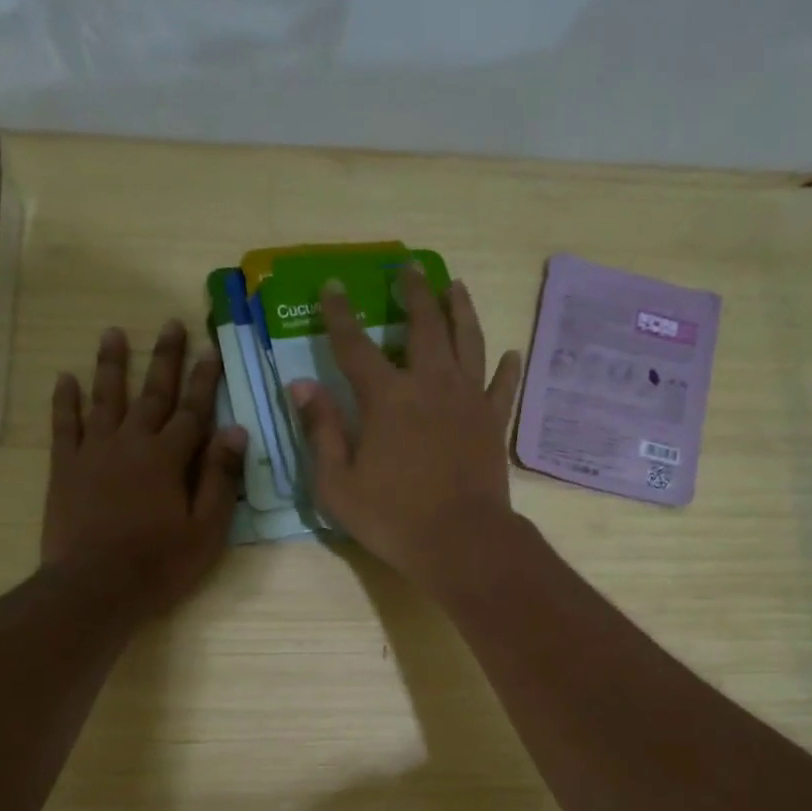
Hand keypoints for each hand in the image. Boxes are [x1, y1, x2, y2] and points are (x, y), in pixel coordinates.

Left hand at [40, 321, 245, 614]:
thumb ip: (220, 478)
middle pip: (152, 393)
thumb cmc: (159, 564)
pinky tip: (65, 378)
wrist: (95, 587)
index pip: (193, 410)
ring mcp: (94, 452)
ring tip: (113, 332)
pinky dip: (65, 400)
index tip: (211, 349)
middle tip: (171, 323)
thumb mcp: (206, 529)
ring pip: (105, 398)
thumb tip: (237, 431)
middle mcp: (131, 443)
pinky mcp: (65, 468)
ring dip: (111, 364)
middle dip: (165, 358)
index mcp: (169, 458)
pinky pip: (64, 425)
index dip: (205, 380)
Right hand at [287, 269, 522, 585]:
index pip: (355, 345)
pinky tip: (510, 352)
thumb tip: (301, 385)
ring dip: (460, 310)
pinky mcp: (494, 422)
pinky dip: (506, 368)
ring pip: (468, 341)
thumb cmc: (392, 518)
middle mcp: (430, 385)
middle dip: (413, 293)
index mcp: (386, 398)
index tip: (334, 286)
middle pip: (423, 326)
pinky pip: (502, 387)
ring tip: (454, 286)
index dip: (341, 314)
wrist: (460, 542)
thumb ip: (320, 431)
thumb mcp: (337, 484)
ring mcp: (468, 400)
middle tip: (408, 268)